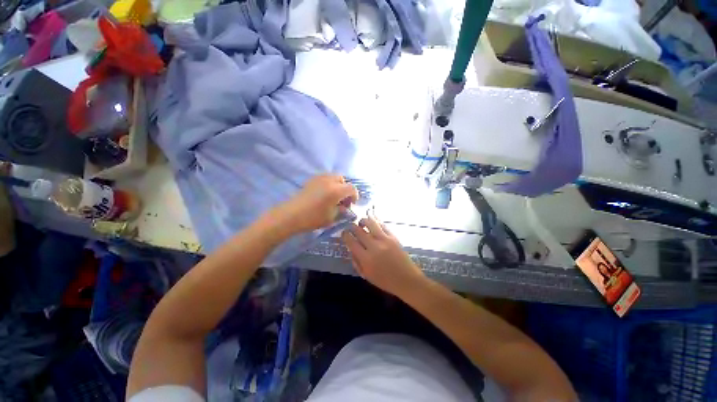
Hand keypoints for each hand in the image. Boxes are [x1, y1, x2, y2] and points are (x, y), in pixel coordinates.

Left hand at [274, 174, 357, 234]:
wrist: (291, 215)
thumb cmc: (313, 218)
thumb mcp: (331, 217)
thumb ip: (341, 211)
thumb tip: (345, 207)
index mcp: (336, 191)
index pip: (352, 188)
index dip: (355, 196)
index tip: (351, 204)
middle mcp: (329, 181)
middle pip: (343, 179)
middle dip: (345, 189)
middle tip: (342, 200)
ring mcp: (319, 178)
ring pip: (333, 177)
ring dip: (337, 185)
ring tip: (333, 196)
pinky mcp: (311, 180)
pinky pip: (324, 178)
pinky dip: (328, 183)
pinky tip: (323, 194)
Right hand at [341, 216, 425, 297]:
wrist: (406, 279)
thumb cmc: (385, 281)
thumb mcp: (367, 276)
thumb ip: (357, 262)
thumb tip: (351, 250)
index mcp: (366, 258)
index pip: (351, 242)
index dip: (345, 235)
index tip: (344, 233)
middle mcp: (374, 246)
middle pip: (359, 231)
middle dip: (352, 226)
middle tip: (351, 226)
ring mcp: (384, 240)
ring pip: (371, 224)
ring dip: (364, 220)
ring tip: (361, 221)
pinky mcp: (393, 237)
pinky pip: (382, 225)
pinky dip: (376, 221)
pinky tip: (373, 220)